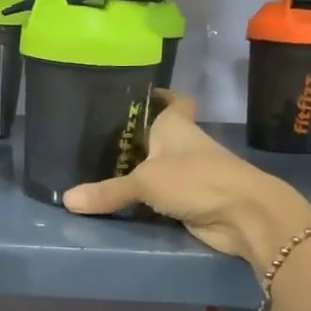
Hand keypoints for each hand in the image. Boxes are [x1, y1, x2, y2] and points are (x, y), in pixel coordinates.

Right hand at [63, 95, 310, 268]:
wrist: (243, 215)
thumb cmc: (196, 180)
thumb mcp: (145, 182)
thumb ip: (108, 191)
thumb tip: (67, 200)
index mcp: (176, 125)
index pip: (171, 101)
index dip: (157, 96)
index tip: (135, 95)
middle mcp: (183, 145)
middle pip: (159, 135)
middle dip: (136, 137)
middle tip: (98, 137)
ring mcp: (190, 173)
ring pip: (159, 166)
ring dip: (139, 169)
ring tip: (100, 167)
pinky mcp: (190, 200)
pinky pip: (160, 195)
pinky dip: (145, 197)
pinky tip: (120, 199)